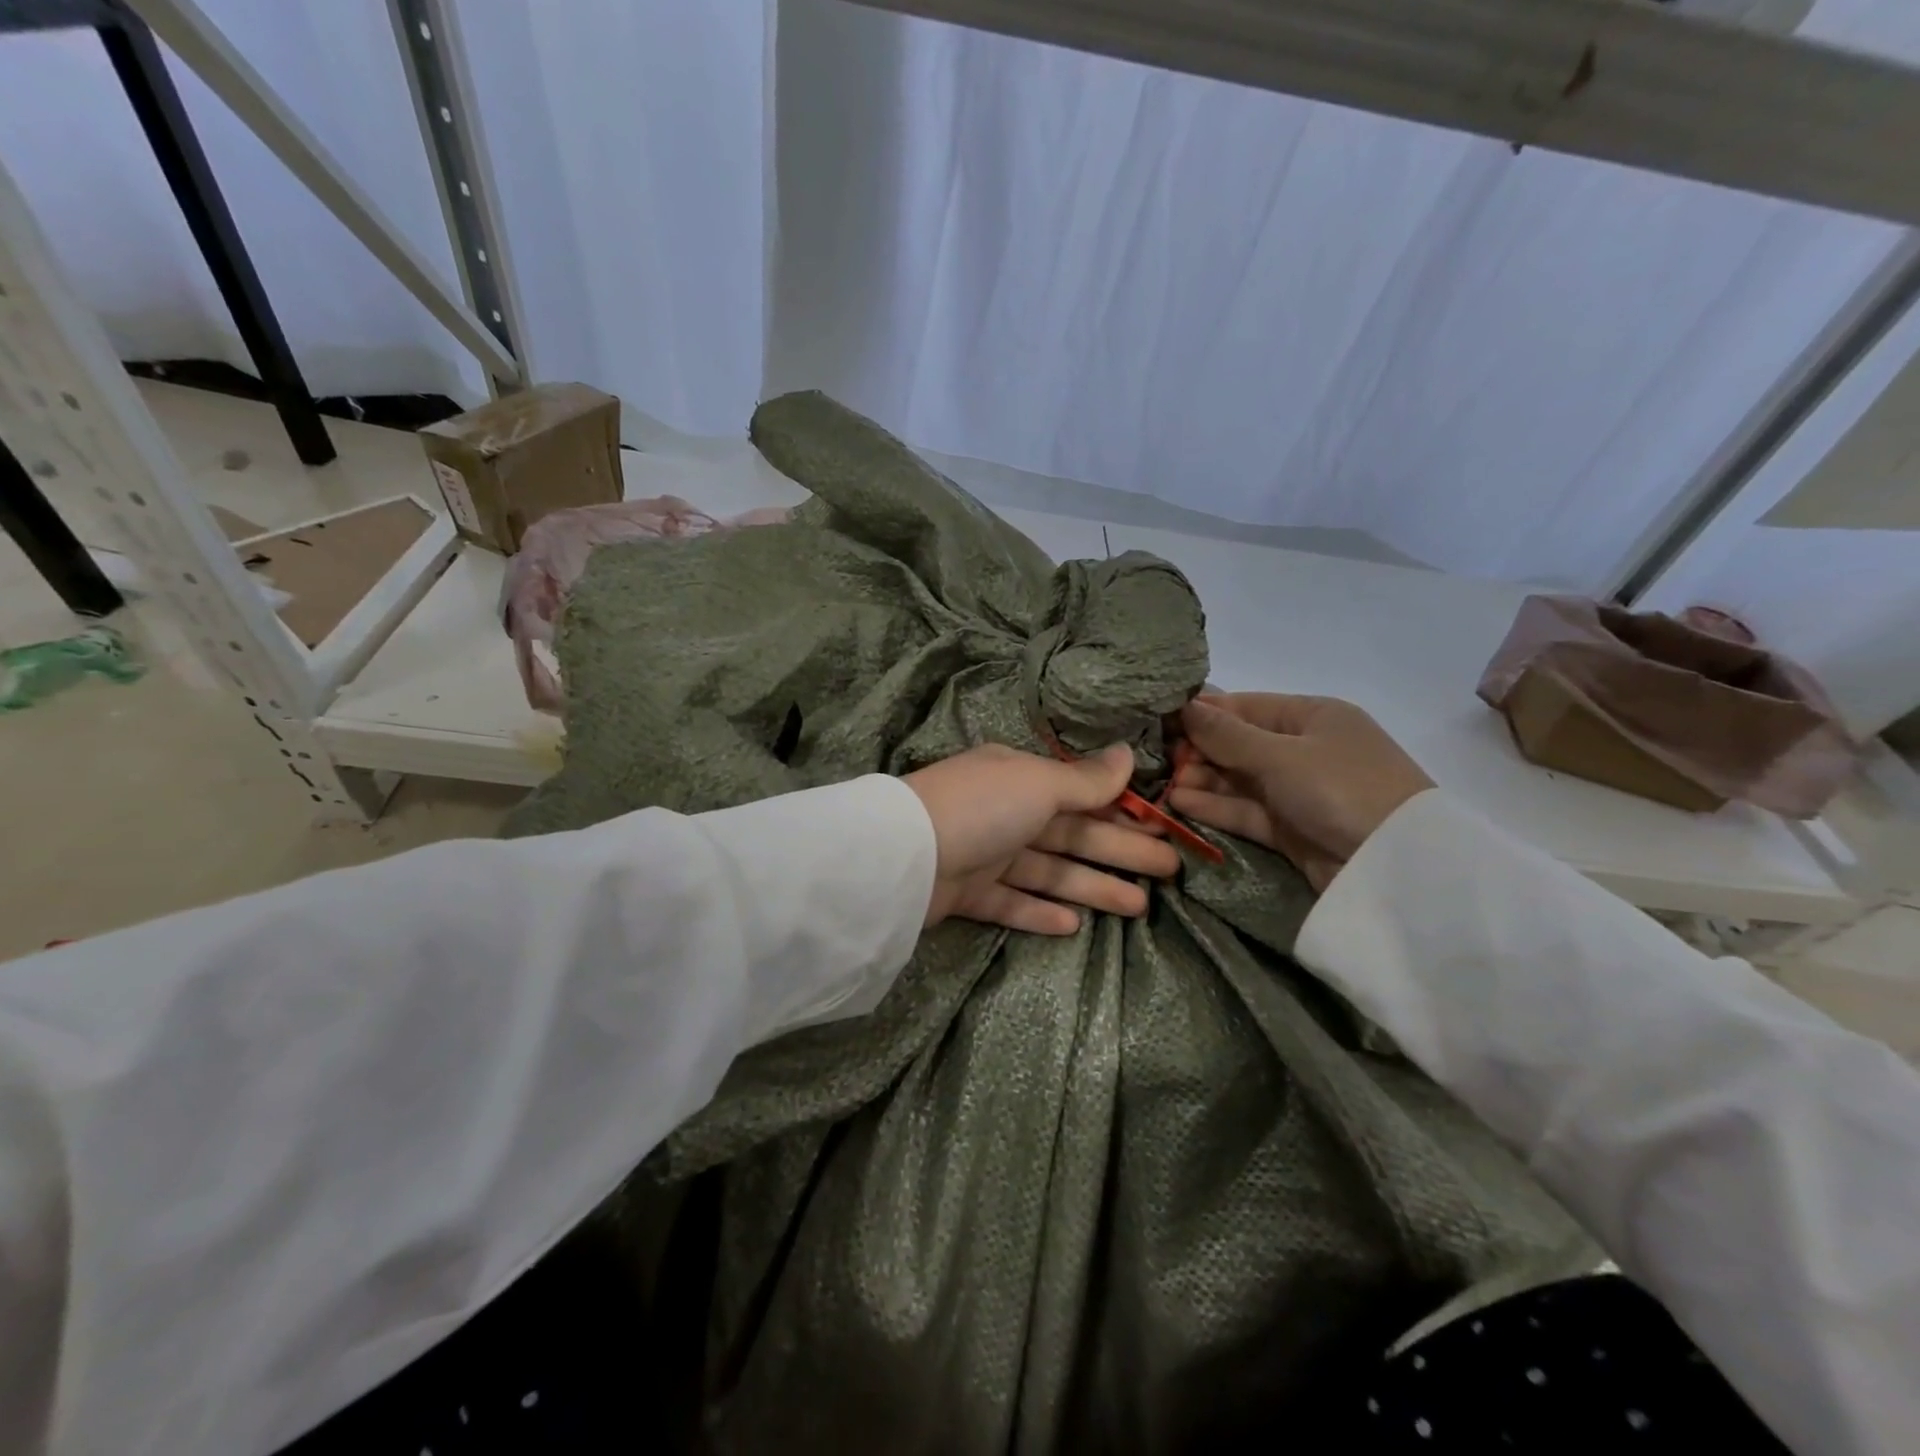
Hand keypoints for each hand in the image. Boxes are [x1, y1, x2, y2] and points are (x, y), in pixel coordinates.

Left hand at [906, 744, 1179, 934]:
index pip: (1079, 795)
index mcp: (1017, 778)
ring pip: (1048, 872)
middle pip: (1072, 834)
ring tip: (1139, 907)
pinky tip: (1073, 925)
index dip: (1121, 812)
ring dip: (1092, 887)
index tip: (1160, 829)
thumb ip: (1085, 779)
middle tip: (1170, 872)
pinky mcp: (967, 894)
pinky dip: (1040, 912)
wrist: (904, 856)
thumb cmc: (980, 807)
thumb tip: (1127, 753)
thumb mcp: (1038, 784)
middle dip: (1121, 852)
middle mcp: (1003, 812)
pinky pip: (1012, 903)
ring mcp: (983, 855)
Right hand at [1169, 694, 1432, 892]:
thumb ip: (1227, 735)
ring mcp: (1298, 790)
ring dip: (1202, 781)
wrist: (1397, 867)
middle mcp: (1303, 749)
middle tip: (1159, 762)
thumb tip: (1184, 705)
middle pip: (1238, 744)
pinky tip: (1180, 804)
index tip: (1159, 722)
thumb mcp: (1281, 755)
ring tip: (1164, 786)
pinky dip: (1216, 807)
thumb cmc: (1341, 788)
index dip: (1202, 714)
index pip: (1244, 707)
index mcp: (1311, 716)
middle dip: (1198, 752)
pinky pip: (1246, 811)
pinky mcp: (1291, 828)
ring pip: (1239, 780)